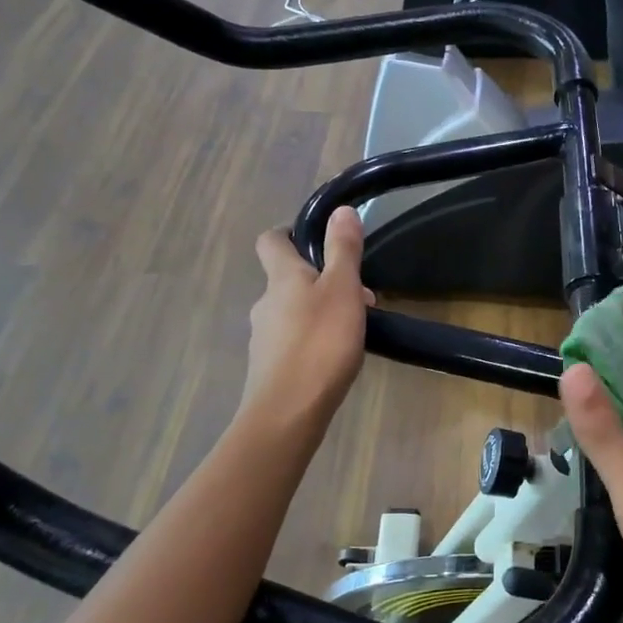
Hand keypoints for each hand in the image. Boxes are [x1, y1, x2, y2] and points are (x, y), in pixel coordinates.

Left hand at [241, 207, 374, 422]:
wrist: (288, 413)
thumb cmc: (320, 343)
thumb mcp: (342, 289)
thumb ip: (343, 249)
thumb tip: (340, 210)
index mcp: (281, 277)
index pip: (272, 240)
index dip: (289, 232)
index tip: (316, 237)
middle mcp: (265, 302)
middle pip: (287, 278)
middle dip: (320, 278)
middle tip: (358, 292)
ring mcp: (264, 337)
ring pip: (292, 311)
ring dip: (319, 310)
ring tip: (353, 327)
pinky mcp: (269, 368)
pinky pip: (293, 341)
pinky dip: (313, 339)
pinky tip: (334, 356)